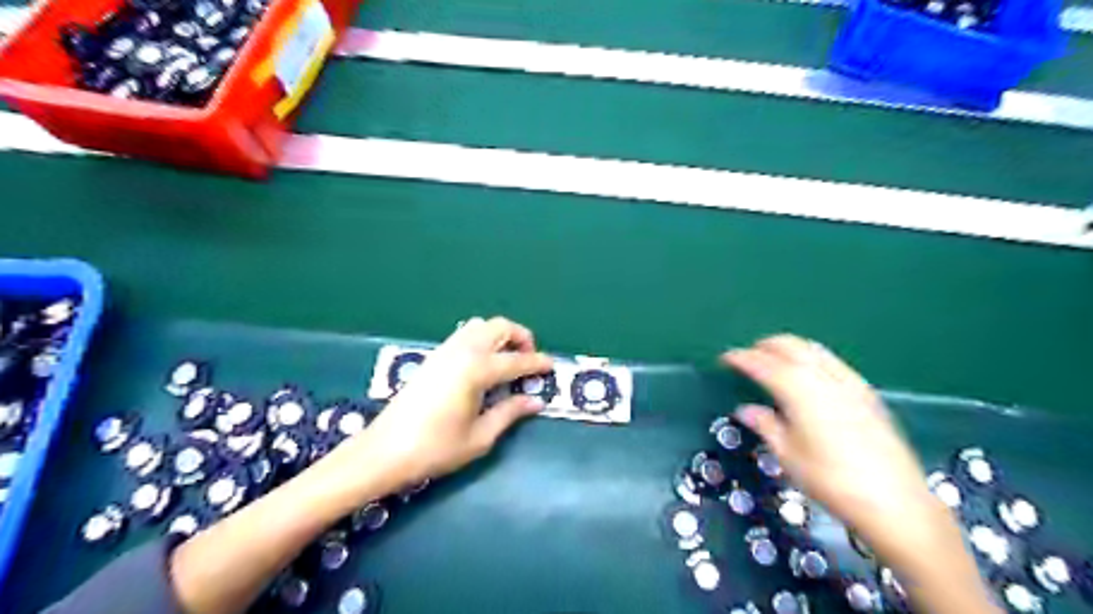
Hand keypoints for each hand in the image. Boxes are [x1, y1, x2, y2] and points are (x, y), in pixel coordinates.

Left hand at [352, 320, 551, 490]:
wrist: (384, 451)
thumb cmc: (436, 448)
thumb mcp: (480, 436)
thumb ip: (510, 413)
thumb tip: (535, 401)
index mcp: (477, 370)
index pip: (517, 360)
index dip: (538, 363)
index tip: (552, 366)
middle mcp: (463, 351)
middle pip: (499, 327)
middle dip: (521, 337)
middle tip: (529, 360)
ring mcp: (445, 350)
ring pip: (480, 325)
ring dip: (500, 335)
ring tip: (507, 359)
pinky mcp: (433, 356)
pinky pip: (464, 334)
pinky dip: (482, 339)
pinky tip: (483, 364)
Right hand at [723, 336, 933, 546]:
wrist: (895, 501)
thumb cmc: (831, 480)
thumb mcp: (788, 455)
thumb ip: (766, 425)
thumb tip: (746, 409)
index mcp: (799, 390)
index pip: (763, 364)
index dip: (741, 358)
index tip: (725, 358)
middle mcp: (824, 378)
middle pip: (790, 346)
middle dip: (765, 346)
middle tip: (748, 356)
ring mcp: (849, 382)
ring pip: (813, 349)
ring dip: (789, 348)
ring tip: (774, 359)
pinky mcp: (867, 393)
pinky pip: (832, 361)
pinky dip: (812, 357)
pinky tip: (809, 373)